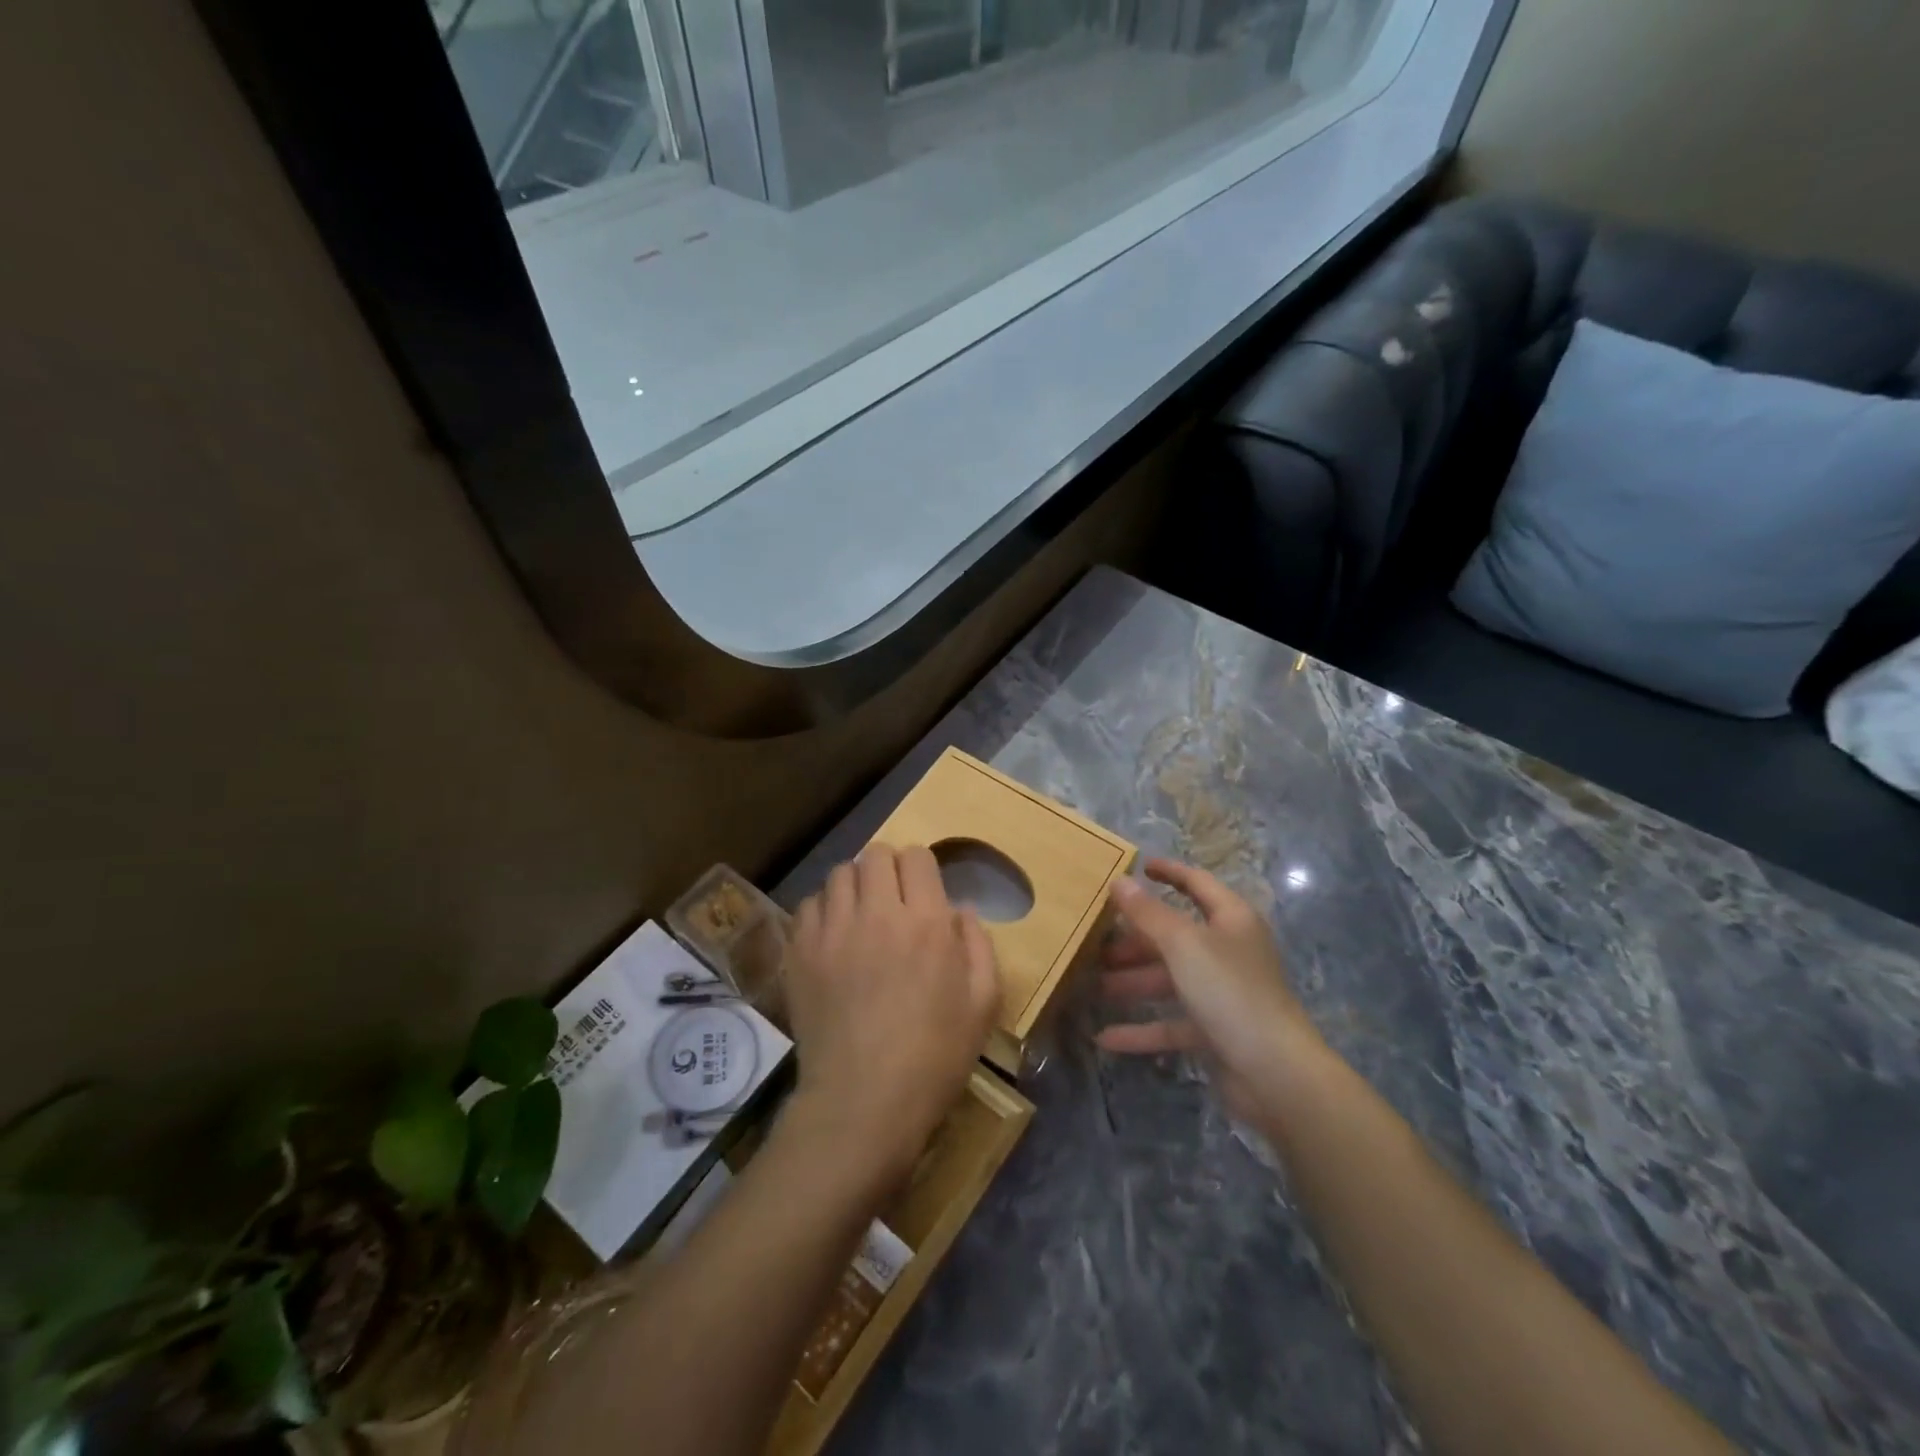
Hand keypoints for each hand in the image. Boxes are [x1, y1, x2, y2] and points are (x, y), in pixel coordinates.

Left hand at [783, 844, 1000, 1187]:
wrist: (862, 1103)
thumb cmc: (934, 1058)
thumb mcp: (982, 1004)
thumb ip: (978, 945)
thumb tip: (959, 909)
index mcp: (927, 922)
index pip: (917, 856)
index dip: (921, 869)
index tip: (922, 893)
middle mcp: (878, 913)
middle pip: (876, 854)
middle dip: (888, 868)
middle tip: (892, 900)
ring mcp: (834, 930)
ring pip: (840, 873)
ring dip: (855, 886)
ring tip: (860, 915)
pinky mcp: (801, 951)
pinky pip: (809, 904)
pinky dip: (823, 910)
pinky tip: (833, 938)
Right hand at [1095, 859, 1327, 1117]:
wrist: (1276, 1073)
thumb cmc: (1230, 991)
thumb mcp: (1183, 944)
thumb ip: (1148, 913)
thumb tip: (1119, 881)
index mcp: (1231, 920)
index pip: (1197, 884)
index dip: (1170, 872)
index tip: (1138, 867)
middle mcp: (1228, 952)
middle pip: (1175, 936)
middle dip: (1135, 938)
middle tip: (1095, 939)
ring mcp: (1222, 994)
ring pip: (1169, 979)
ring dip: (1131, 982)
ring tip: (1091, 984)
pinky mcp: (1215, 1032)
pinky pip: (1171, 1024)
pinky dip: (1141, 1029)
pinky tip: (1105, 1037)